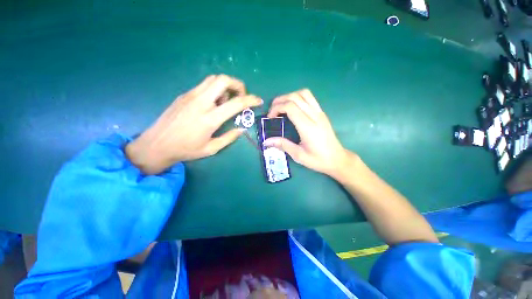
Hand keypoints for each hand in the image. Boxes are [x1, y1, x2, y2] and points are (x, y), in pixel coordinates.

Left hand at [126, 75, 262, 173]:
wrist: (156, 144)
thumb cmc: (186, 150)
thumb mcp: (211, 149)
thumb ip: (229, 137)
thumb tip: (241, 129)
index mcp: (210, 118)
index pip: (236, 103)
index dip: (251, 100)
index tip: (258, 100)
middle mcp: (201, 102)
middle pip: (223, 80)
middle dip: (238, 85)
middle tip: (241, 96)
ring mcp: (190, 96)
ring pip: (213, 79)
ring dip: (226, 86)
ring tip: (227, 101)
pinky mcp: (184, 95)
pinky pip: (204, 85)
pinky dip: (215, 89)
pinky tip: (214, 103)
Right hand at [263, 89, 352, 177]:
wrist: (337, 159)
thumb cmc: (318, 160)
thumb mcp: (298, 155)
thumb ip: (282, 145)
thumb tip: (266, 141)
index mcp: (308, 127)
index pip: (290, 107)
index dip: (277, 108)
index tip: (270, 117)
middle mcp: (314, 116)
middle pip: (295, 97)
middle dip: (280, 100)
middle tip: (272, 110)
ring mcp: (320, 112)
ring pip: (304, 93)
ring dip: (290, 96)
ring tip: (281, 106)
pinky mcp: (322, 113)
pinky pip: (309, 98)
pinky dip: (298, 98)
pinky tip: (293, 108)